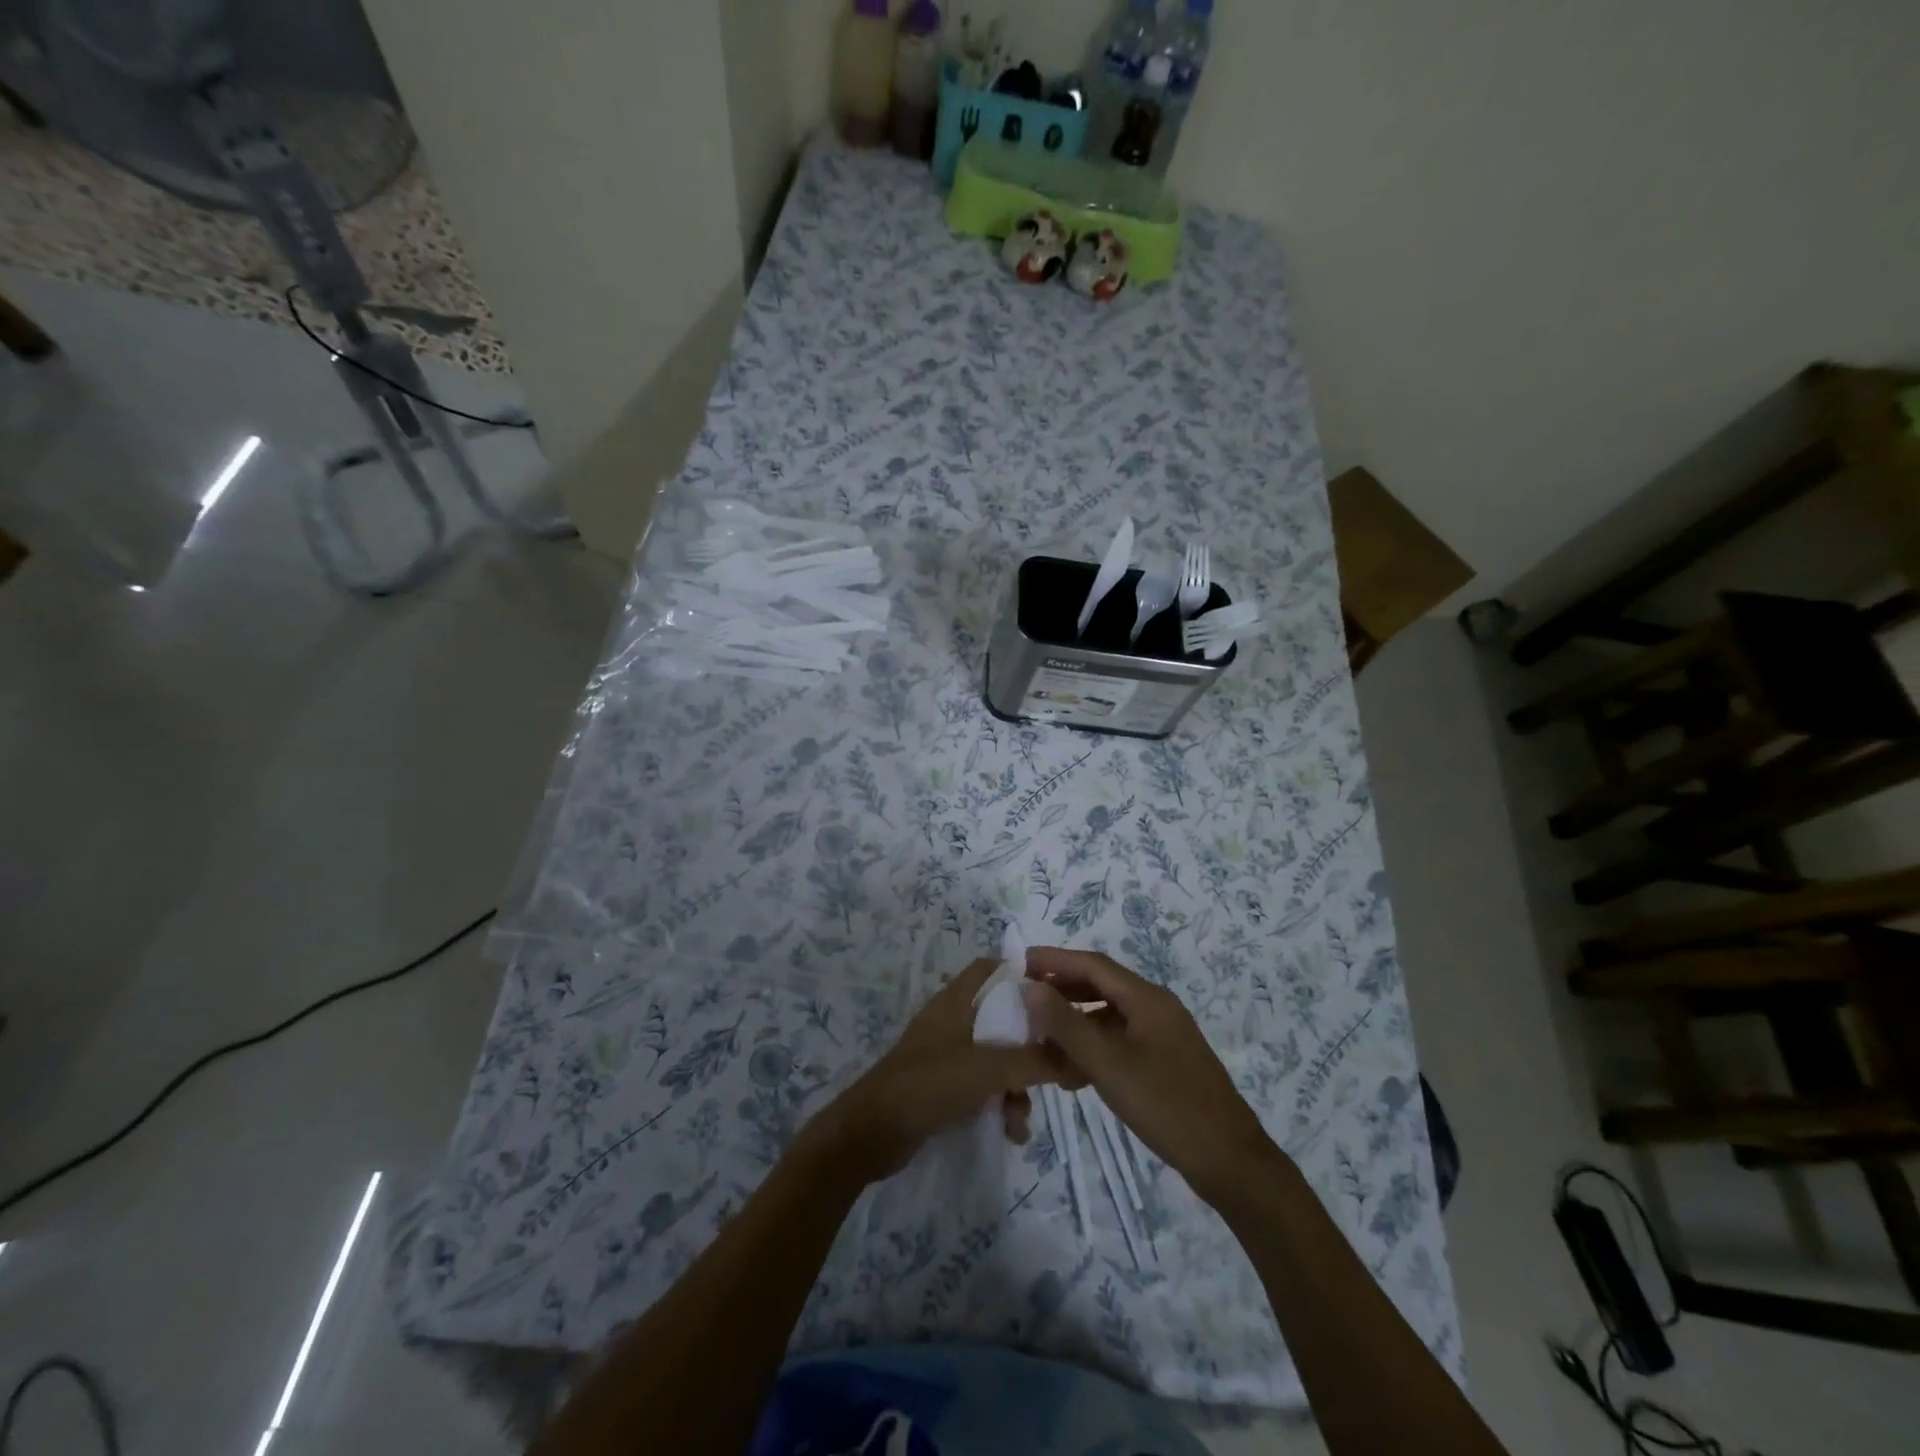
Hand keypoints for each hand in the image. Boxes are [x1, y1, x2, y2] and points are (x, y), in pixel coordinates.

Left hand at [801, 959, 1062, 1183]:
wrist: (870, 1133)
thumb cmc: (928, 1085)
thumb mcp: (986, 1069)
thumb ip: (1032, 1061)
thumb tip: (1075, 1058)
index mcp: (956, 1001)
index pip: (992, 969)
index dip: (1024, 975)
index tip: (1057, 997)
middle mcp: (952, 1021)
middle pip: (1002, 1018)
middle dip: (1029, 1045)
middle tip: (1055, 1066)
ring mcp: (946, 1054)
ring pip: (996, 1057)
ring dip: (1016, 1085)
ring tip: (1022, 1120)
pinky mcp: (943, 1086)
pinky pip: (982, 1086)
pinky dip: (999, 1102)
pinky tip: (1010, 1132)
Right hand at [1022, 948, 1280, 1204]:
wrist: (1229, 1161)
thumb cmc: (1166, 1105)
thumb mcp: (1108, 1065)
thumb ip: (1066, 1025)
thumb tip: (1030, 987)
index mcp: (1147, 999)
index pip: (1093, 964)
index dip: (1055, 960)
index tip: (1019, 962)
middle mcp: (1156, 1008)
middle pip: (1101, 986)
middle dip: (1061, 991)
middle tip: (1024, 1000)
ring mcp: (1163, 1036)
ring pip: (1109, 1017)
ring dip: (1075, 1025)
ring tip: (1040, 1040)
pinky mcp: (1165, 1062)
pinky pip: (1120, 1042)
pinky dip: (1093, 1049)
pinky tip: (1072, 1074)